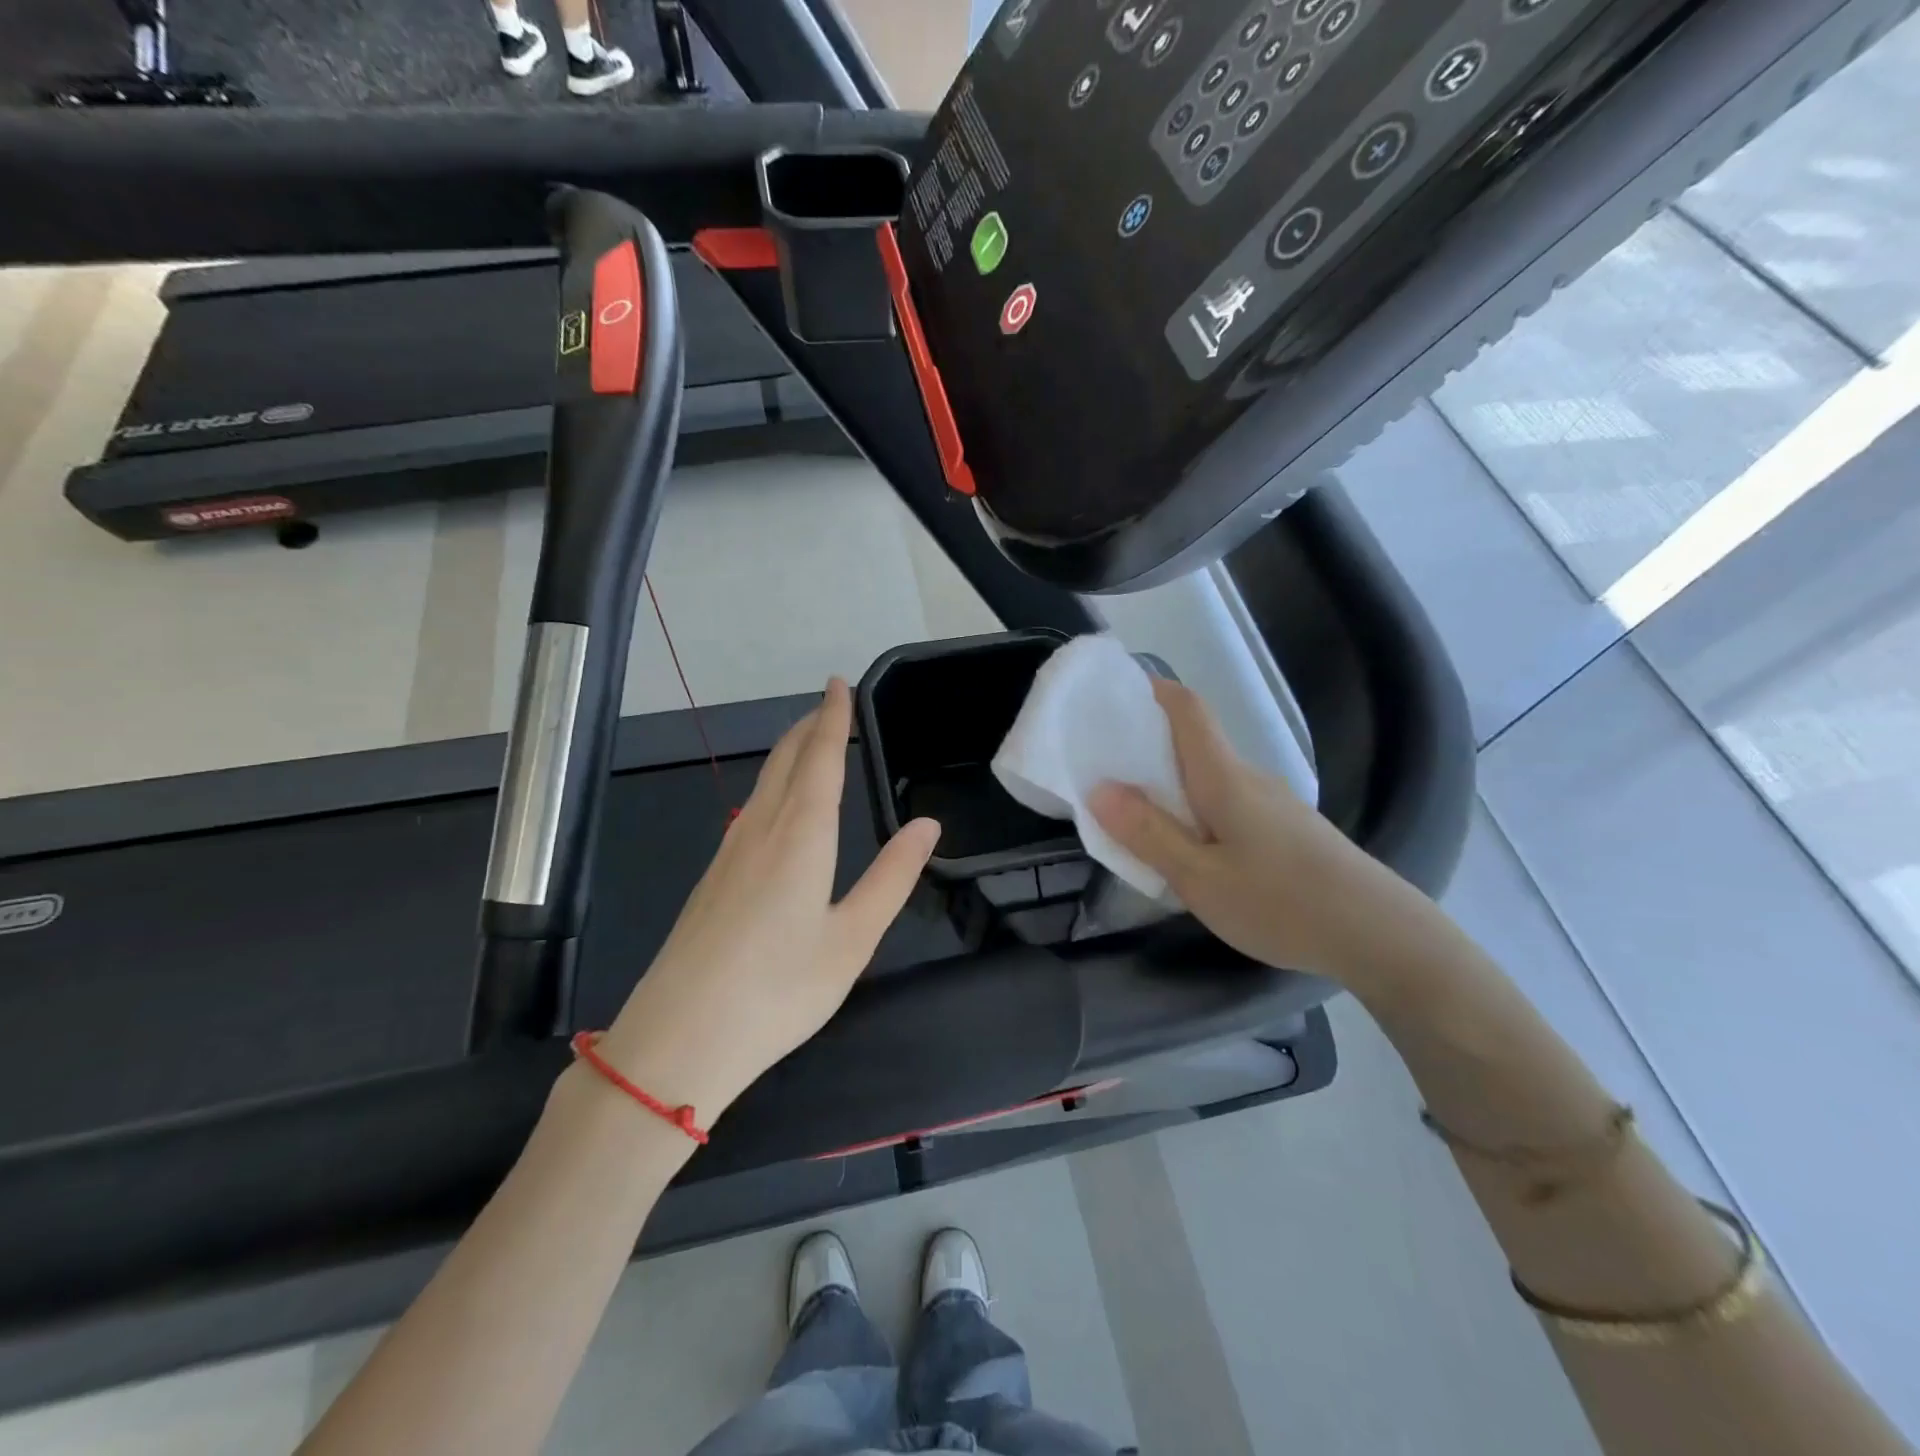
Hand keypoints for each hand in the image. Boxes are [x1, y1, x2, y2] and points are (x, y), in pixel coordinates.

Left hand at [597, 678, 939, 1116]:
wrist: (679, 1039)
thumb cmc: (779, 990)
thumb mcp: (853, 939)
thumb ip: (892, 877)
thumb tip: (927, 825)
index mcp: (800, 837)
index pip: (819, 759)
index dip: (832, 718)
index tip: (838, 683)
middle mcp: (760, 830)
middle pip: (785, 761)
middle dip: (808, 726)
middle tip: (829, 704)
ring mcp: (728, 853)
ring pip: (763, 783)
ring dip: (788, 752)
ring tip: (809, 741)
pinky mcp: (711, 877)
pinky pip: (749, 808)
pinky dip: (772, 784)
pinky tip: (775, 803)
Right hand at [1088, 678, 1380, 976]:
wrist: (1382, 936)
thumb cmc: (1283, 903)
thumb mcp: (1201, 878)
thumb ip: (1149, 833)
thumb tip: (1099, 789)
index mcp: (1224, 777)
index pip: (1187, 709)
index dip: (1150, 690)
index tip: (1112, 694)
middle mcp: (1249, 777)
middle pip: (1193, 742)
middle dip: (1146, 744)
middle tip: (1102, 767)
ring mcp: (1272, 803)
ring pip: (1209, 776)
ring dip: (1170, 782)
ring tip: (1134, 813)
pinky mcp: (1286, 829)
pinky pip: (1227, 802)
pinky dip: (1195, 807)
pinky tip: (1189, 848)